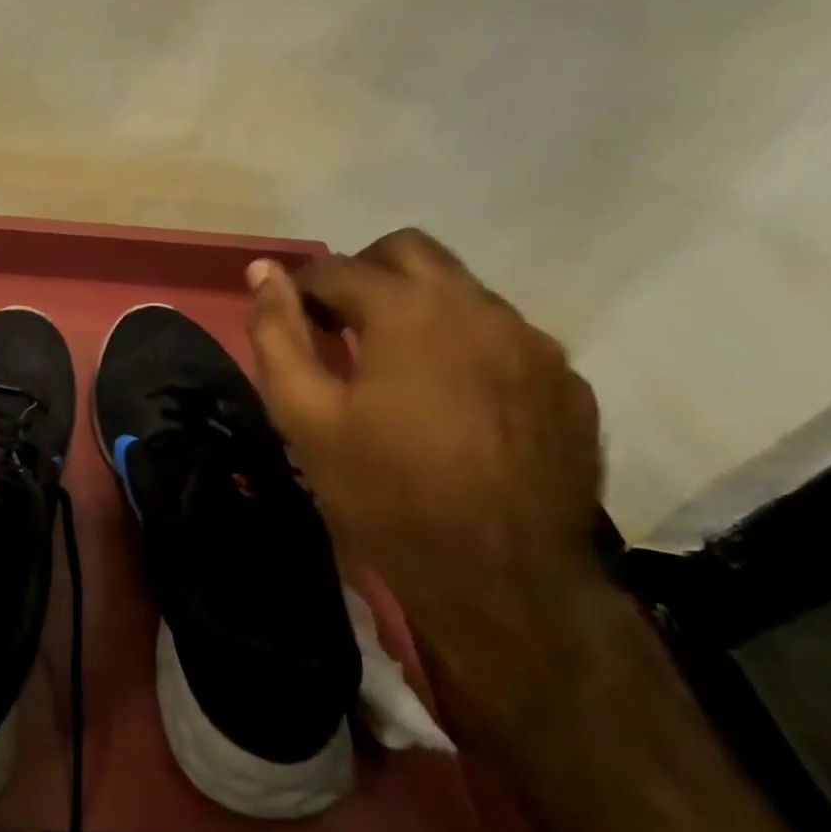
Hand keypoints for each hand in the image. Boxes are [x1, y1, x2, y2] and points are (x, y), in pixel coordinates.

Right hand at [244, 229, 604, 647]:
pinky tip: (452, 400)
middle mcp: (480, 309)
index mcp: (409, 312)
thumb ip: (277, 333)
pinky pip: (504, 338)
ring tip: (394, 365)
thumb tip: (262, 271)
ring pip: (463, 291)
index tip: (289, 318)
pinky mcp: (568, 383)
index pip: (339, 268)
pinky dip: (465, 345)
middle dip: (363, 273)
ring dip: (417, 307)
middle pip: (411, 250)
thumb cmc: (385, 493)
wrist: (503, 581)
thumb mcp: (305, 415)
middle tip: (338, 324)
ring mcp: (535, 344)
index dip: (302, 287)